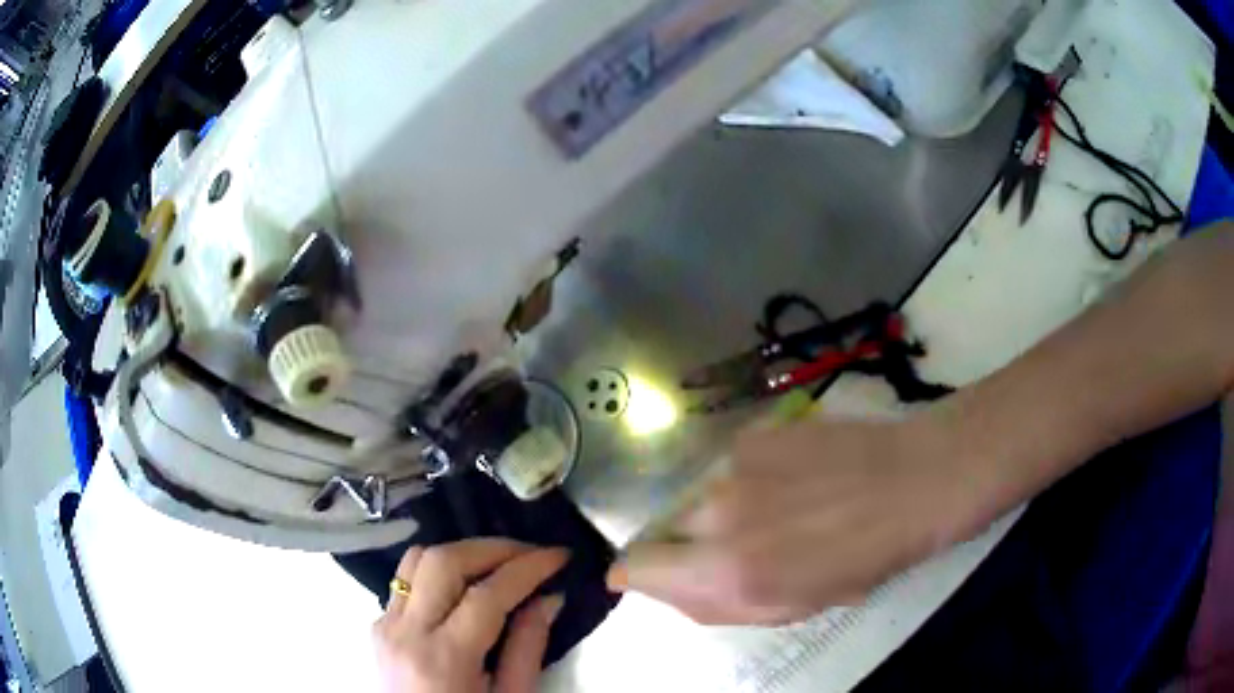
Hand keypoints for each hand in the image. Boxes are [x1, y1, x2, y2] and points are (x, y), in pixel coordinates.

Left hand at [372, 539, 567, 692]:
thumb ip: (528, 648)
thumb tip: (548, 597)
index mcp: (444, 660)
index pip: (486, 595)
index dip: (526, 568)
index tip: (559, 555)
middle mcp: (404, 632)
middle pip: (443, 562)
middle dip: (492, 548)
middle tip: (531, 553)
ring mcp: (383, 624)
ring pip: (416, 559)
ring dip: (461, 551)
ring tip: (500, 563)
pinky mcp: (377, 623)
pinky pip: (405, 579)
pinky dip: (438, 570)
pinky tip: (465, 585)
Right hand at [607, 418, 978, 624]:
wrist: (912, 482)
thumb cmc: (862, 559)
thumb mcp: (790, 607)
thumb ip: (715, 605)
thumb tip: (665, 587)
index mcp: (728, 571)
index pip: (635, 567)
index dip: (637, 575)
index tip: (651, 577)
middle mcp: (717, 514)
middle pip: (665, 531)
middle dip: (690, 546)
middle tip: (742, 549)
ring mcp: (734, 466)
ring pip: (697, 497)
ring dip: (720, 512)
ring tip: (776, 511)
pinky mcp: (754, 433)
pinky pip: (727, 467)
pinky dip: (745, 480)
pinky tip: (791, 479)